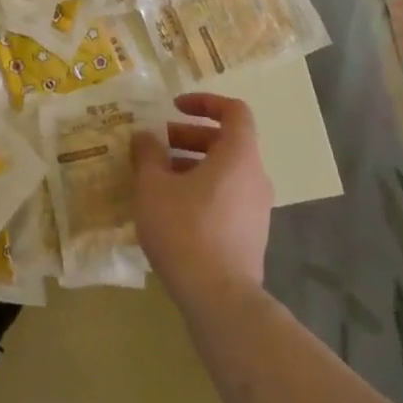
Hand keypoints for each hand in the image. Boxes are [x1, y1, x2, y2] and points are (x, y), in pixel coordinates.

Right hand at [131, 91, 274, 311]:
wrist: (220, 300)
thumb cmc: (185, 229)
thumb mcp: (153, 185)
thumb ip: (148, 153)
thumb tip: (145, 136)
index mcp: (238, 156)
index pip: (234, 111)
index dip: (205, 102)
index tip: (174, 108)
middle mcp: (255, 177)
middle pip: (226, 142)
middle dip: (189, 136)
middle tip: (156, 145)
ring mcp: (257, 209)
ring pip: (225, 171)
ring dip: (191, 164)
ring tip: (156, 178)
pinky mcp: (250, 236)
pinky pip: (226, 197)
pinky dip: (201, 190)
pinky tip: (170, 209)